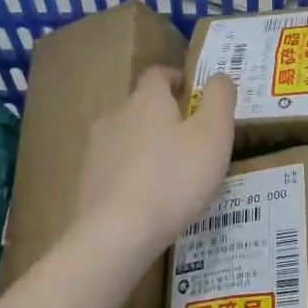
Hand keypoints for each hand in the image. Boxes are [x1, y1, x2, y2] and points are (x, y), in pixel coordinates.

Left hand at [74, 67, 236, 253]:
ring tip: (169, 172)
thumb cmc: (174, 179)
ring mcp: (96, 148)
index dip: (176, 79)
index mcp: (146, 100)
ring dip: (145, 145)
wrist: (117, 233)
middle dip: (163, 116)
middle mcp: (115, 115)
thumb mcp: (214, 135)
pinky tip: (147, 198)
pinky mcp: (87, 180)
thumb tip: (219, 76)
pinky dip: (131, 173)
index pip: (158, 74)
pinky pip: (114, 167)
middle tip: (190, 139)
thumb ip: (220, 99)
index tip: (193, 95)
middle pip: (140, 106)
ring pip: (125, 137)